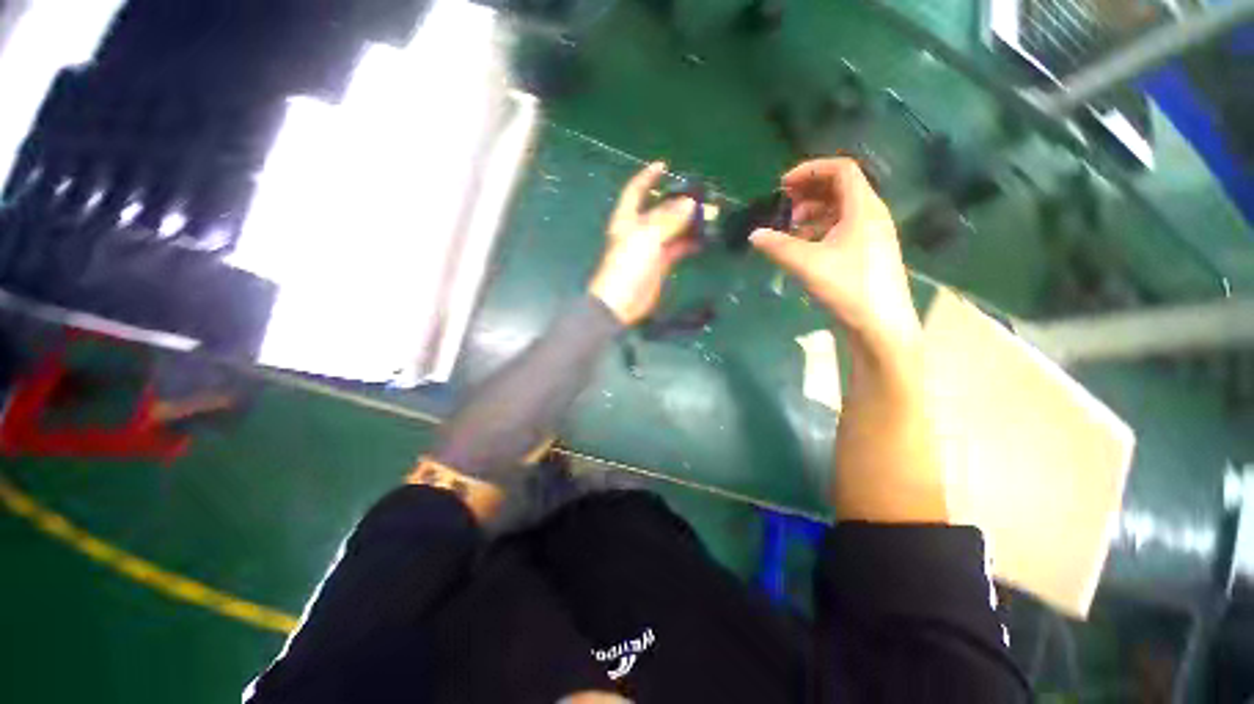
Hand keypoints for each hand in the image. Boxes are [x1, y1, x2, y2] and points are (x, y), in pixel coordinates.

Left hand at [590, 162, 698, 324]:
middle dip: (679, 201)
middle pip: (660, 209)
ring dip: (690, 222)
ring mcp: (651, 247)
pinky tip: (706, 239)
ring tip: (712, 215)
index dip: (648, 176)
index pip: (636, 190)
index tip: (665, 165)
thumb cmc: (628, 266)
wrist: (621, 302)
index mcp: (628, 219)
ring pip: (673, 228)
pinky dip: (691, 242)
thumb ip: (668, 219)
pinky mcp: (661, 264)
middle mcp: (639, 229)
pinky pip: (678, 248)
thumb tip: (689, 203)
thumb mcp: (647, 237)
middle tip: (703, 195)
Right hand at [750, 158, 920, 346]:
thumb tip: (754, 235)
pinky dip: (821, 230)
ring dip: (813, 213)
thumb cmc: (848, 288)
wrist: (880, 325)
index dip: (811, 170)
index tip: (783, 185)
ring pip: (841, 210)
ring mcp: (872, 235)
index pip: (841, 170)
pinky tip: (805, 247)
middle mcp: (872, 215)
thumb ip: (778, 247)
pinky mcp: (868, 253)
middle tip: (784, 207)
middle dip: (809, 192)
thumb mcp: (807, 264)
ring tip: (791, 229)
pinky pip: (843, 228)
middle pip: (841, 188)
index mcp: (863, 208)